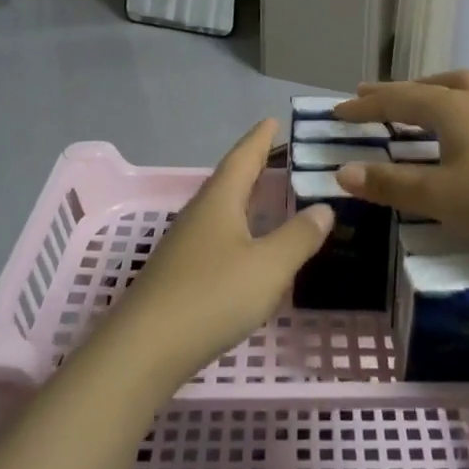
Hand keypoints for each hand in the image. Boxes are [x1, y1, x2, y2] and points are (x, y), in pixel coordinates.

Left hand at [103, 120, 333, 385]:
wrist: (145, 349)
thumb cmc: (212, 296)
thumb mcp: (268, 266)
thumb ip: (299, 236)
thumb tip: (323, 207)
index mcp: (220, 201)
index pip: (243, 157)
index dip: (260, 138)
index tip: (273, 119)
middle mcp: (199, 214)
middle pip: (230, 180)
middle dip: (255, 167)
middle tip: (282, 156)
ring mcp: (185, 244)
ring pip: (222, 210)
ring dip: (246, 199)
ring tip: (270, 197)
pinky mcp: (179, 273)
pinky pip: (217, 237)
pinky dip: (238, 230)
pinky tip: (249, 248)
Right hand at [333, 70, 468, 256]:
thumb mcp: (439, 197)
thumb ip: (390, 184)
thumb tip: (342, 171)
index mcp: (449, 109)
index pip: (395, 101)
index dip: (364, 107)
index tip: (336, 111)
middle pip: (427, 87)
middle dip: (395, 92)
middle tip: (369, 95)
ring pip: (462, 89)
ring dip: (434, 91)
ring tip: (422, 99)